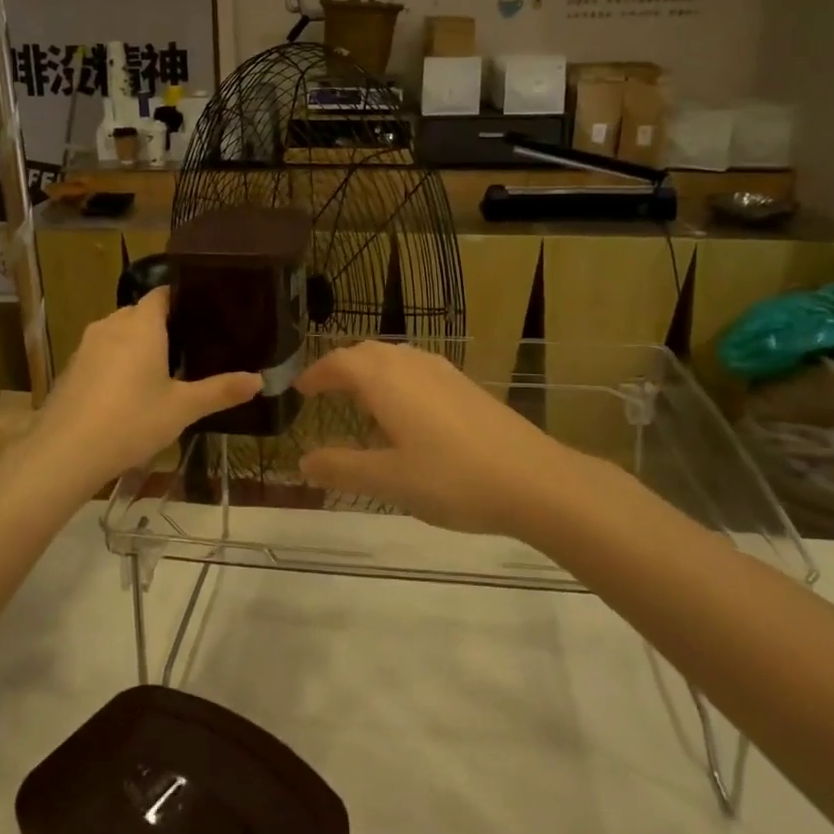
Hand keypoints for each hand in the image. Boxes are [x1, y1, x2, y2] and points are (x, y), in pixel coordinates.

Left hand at [30, 287, 260, 485]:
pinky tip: (130, 390)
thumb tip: (259, 380)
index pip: (163, 293)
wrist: (65, 452)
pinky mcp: (73, 367)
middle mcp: (112, 324)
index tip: (205, 312)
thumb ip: (221, 391)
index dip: (183, 298)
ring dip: (139, 344)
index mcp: (142, 324)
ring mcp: (87, 345)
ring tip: (165, 368)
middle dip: (164, 325)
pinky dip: (118, 362)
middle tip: (193, 346)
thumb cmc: (131, 420)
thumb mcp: (183, 408)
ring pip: (120, 332)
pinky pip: (103, 352)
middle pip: (141, 312)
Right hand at [295, 341, 595, 535]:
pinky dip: (396, 379)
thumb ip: (342, 468)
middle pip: (366, 352)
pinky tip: (406, 412)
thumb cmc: (452, 478)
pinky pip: (416, 368)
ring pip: (394, 357)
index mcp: (386, 379)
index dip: (316, 374)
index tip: (299, 389)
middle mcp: (412, 364)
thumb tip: (303, 461)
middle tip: (323, 392)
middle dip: (340, 367)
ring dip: (370, 371)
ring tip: (359, 400)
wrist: (534, 480)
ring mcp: (443, 372)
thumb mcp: (389, 480)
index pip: (339, 362)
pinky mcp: (466, 386)